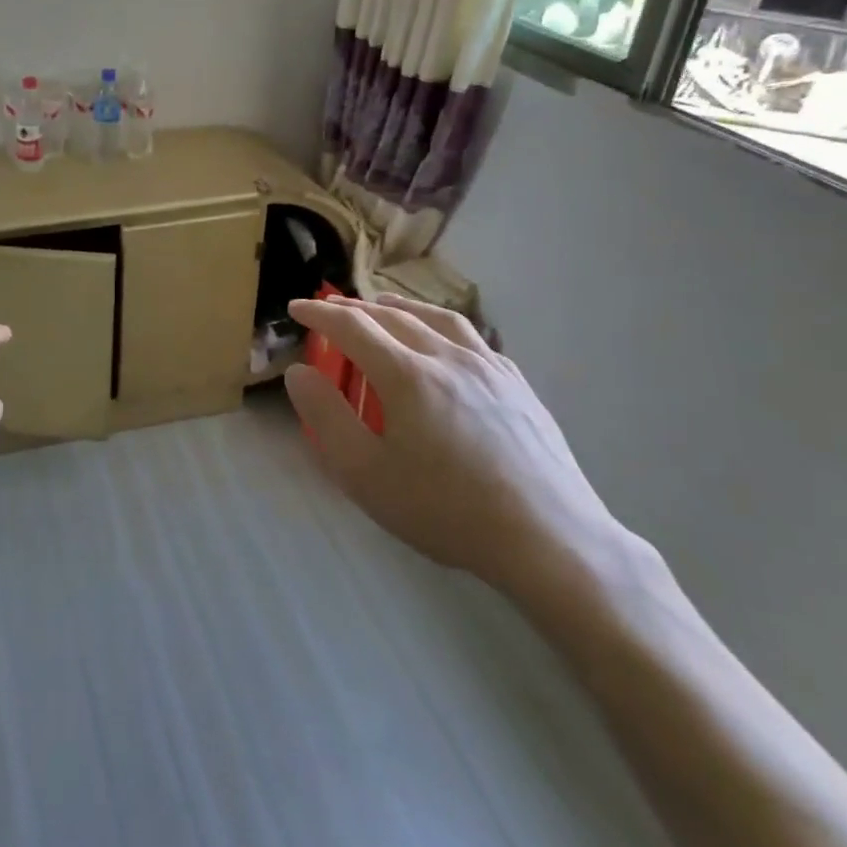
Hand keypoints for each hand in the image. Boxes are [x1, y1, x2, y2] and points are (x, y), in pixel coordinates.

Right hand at [284, 294, 626, 602]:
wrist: (549, 540)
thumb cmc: (447, 511)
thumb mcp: (366, 474)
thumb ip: (326, 417)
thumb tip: (299, 372)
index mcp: (407, 375)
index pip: (352, 327)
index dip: (319, 314)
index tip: (296, 309)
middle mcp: (447, 356)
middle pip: (392, 316)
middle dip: (353, 308)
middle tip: (329, 309)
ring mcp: (488, 367)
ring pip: (436, 318)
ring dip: (400, 307)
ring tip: (382, 307)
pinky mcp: (517, 384)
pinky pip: (471, 338)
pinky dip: (440, 325)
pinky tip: (442, 341)